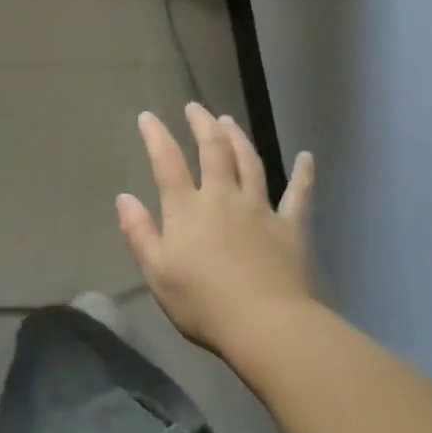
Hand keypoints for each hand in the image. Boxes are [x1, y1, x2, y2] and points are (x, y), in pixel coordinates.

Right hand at [116, 102, 313, 357]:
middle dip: (203, 125)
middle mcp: (223, 198)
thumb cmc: (202, 303)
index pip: (167, 163)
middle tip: (196, 107)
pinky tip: (307, 157)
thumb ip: (139, 233)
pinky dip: (303, 174)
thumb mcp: (157, 272)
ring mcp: (260, 209)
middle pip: (213, 151)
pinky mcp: (290, 227)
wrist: (265, 325)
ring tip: (229, 121)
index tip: (148, 117)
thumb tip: (124, 198)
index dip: (156, 137)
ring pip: (250, 163)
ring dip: (239, 138)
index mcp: (187, 210)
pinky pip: (299, 194)